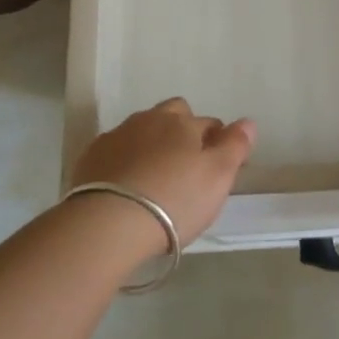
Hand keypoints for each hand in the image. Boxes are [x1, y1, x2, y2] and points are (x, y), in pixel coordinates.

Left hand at [70, 98, 255, 248]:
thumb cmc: (173, 200)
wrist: (108, 223)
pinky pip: (116, 150)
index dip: (216, 142)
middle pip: (172, 116)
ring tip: (154, 179)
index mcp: (182, 123)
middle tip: (185, 167)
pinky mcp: (91, 157)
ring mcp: (117, 136)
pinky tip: (126, 185)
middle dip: (181, 131)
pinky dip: (125, 161)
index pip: (208, 123)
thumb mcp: (217, 177)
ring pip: (142, 131)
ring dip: (151, 145)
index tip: (217, 167)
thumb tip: (248, 121)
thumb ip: (235, 146)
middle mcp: (149, 120)